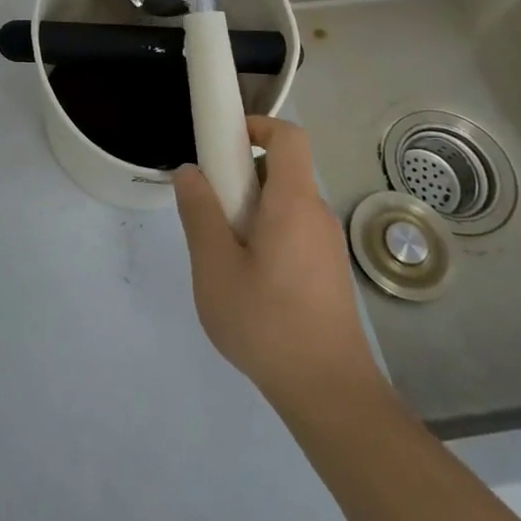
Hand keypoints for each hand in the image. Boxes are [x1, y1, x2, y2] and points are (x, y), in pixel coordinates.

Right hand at [173, 116, 388, 415]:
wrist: (331, 394)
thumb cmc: (268, 324)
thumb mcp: (215, 268)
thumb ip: (199, 213)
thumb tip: (189, 172)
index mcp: (293, 202)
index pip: (288, 136)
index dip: (256, 125)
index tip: (222, 143)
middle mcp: (317, 214)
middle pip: (281, 170)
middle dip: (240, 176)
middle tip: (209, 209)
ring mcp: (327, 245)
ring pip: (284, 204)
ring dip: (250, 210)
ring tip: (222, 253)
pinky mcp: (328, 272)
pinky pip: (293, 231)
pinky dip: (266, 235)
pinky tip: (247, 280)